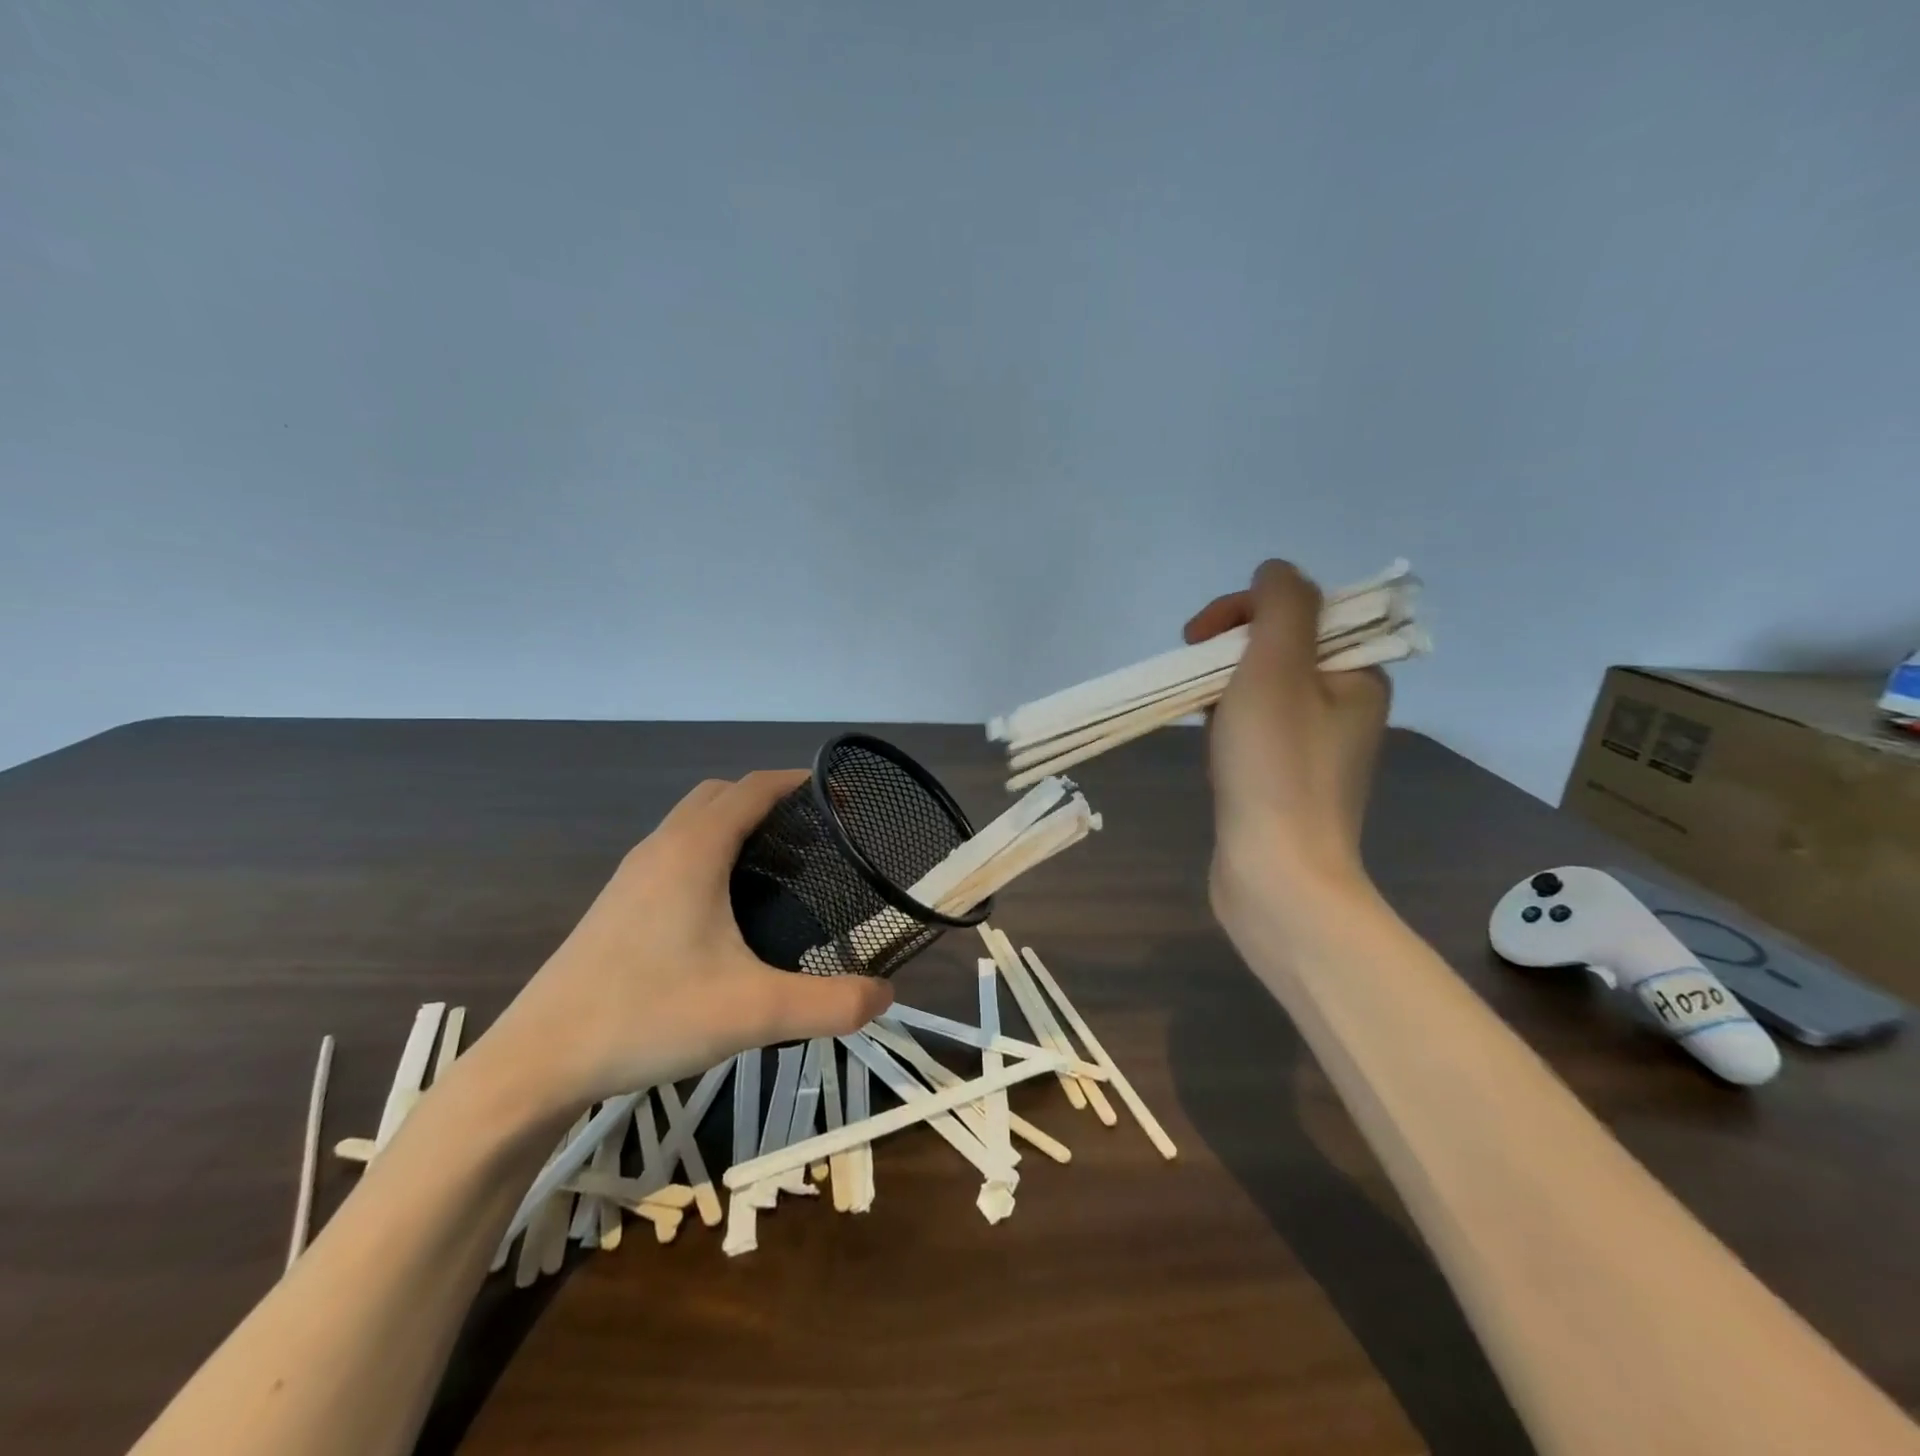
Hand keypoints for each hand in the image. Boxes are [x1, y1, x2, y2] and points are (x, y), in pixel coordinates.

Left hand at [478, 770, 893, 1113]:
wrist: (537, 1061)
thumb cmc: (647, 1016)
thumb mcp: (754, 1013)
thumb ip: (830, 1004)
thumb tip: (887, 995)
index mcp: (694, 851)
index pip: (754, 788)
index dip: (801, 783)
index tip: (841, 799)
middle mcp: (661, 848)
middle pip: (722, 796)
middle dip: (771, 802)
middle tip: (815, 839)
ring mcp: (633, 875)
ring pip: (694, 823)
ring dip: (739, 827)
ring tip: (780, 872)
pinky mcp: (618, 904)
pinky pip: (676, 853)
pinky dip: (712, 854)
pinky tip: (728, 911)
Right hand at [1184, 560, 1390, 923]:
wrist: (1277, 874)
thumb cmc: (1275, 766)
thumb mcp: (1277, 667)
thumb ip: (1280, 606)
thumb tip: (1275, 570)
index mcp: (1357, 674)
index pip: (1300, 611)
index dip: (1244, 611)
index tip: (1198, 638)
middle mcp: (1345, 705)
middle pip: (1278, 648)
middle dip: (1228, 652)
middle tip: (1192, 675)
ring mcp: (1315, 747)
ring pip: (1260, 690)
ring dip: (1223, 688)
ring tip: (1199, 713)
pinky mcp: (1286, 779)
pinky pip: (1254, 729)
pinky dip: (1226, 724)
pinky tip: (1209, 743)